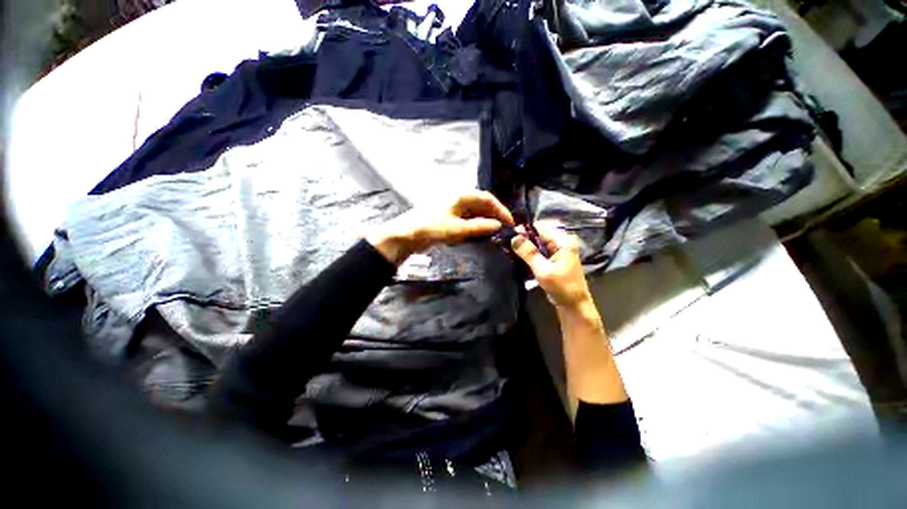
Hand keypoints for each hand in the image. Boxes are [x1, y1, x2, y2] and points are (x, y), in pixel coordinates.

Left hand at [367, 191, 513, 264]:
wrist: (406, 235)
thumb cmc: (431, 228)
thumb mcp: (457, 229)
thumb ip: (478, 227)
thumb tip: (498, 226)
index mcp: (461, 196)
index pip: (487, 199)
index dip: (500, 210)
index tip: (510, 223)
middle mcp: (458, 198)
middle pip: (482, 204)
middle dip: (494, 216)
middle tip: (504, 230)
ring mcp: (452, 207)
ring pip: (474, 212)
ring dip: (485, 221)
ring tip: (495, 234)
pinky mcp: (448, 216)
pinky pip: (466, 218)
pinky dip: (475, 225)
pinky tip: (479, 234)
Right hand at [511, 223, 592, 308]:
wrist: (573, 306)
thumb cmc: (562, 287)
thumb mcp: (543, 270)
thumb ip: (529, 253)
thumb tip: (514, 237)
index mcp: (562, 241)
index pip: (539, 228)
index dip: (523, 230)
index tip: (508, 236)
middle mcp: (560, 242)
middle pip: (536, 235)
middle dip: (522, 240)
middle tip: (506, 246)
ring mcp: (556, 251)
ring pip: (535, 244)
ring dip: (524, 249)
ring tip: (509, 252)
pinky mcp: (552, 259)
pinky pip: (537, 252)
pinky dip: (528, 255)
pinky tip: (517, 259)